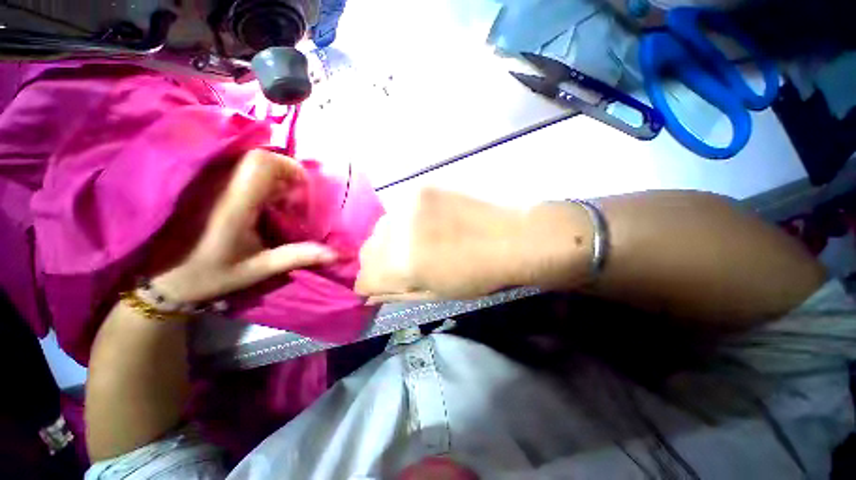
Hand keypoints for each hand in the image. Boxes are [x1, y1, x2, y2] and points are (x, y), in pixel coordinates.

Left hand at [151, 149, 336, 303]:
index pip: (261, 163)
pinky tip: (260, 201)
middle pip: (257, 157)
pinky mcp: (202, 184)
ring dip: (272, 176)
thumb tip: (337, 254)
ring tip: (279, 201)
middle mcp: (219, 185)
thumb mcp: (258, 269)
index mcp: (233, 204)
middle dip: (285, 172)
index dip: (288, 168)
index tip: (302, 190)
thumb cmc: (209, 274)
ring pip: (247, 160)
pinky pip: (236, 168)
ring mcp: (207, 182)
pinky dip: (257, 179)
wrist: (160, 278)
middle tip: (293, 198)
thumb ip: (298, 257)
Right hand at [356, 188, 583, 301]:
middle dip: (380, 262)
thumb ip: (398, 293)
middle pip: (367, 251)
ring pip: (382, 227)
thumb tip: (370, 292)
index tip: (385, 285)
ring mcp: (408, 203)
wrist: (512, 234)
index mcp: (402, 263)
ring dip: (393, 239)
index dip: (371, 285)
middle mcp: (397, 230)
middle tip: (405, 264)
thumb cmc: (478, 273)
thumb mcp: (437, 293)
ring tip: (420, 241)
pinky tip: (429, 223)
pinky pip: (400, 209)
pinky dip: (407, 221)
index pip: (363, 278)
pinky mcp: (421, 187)